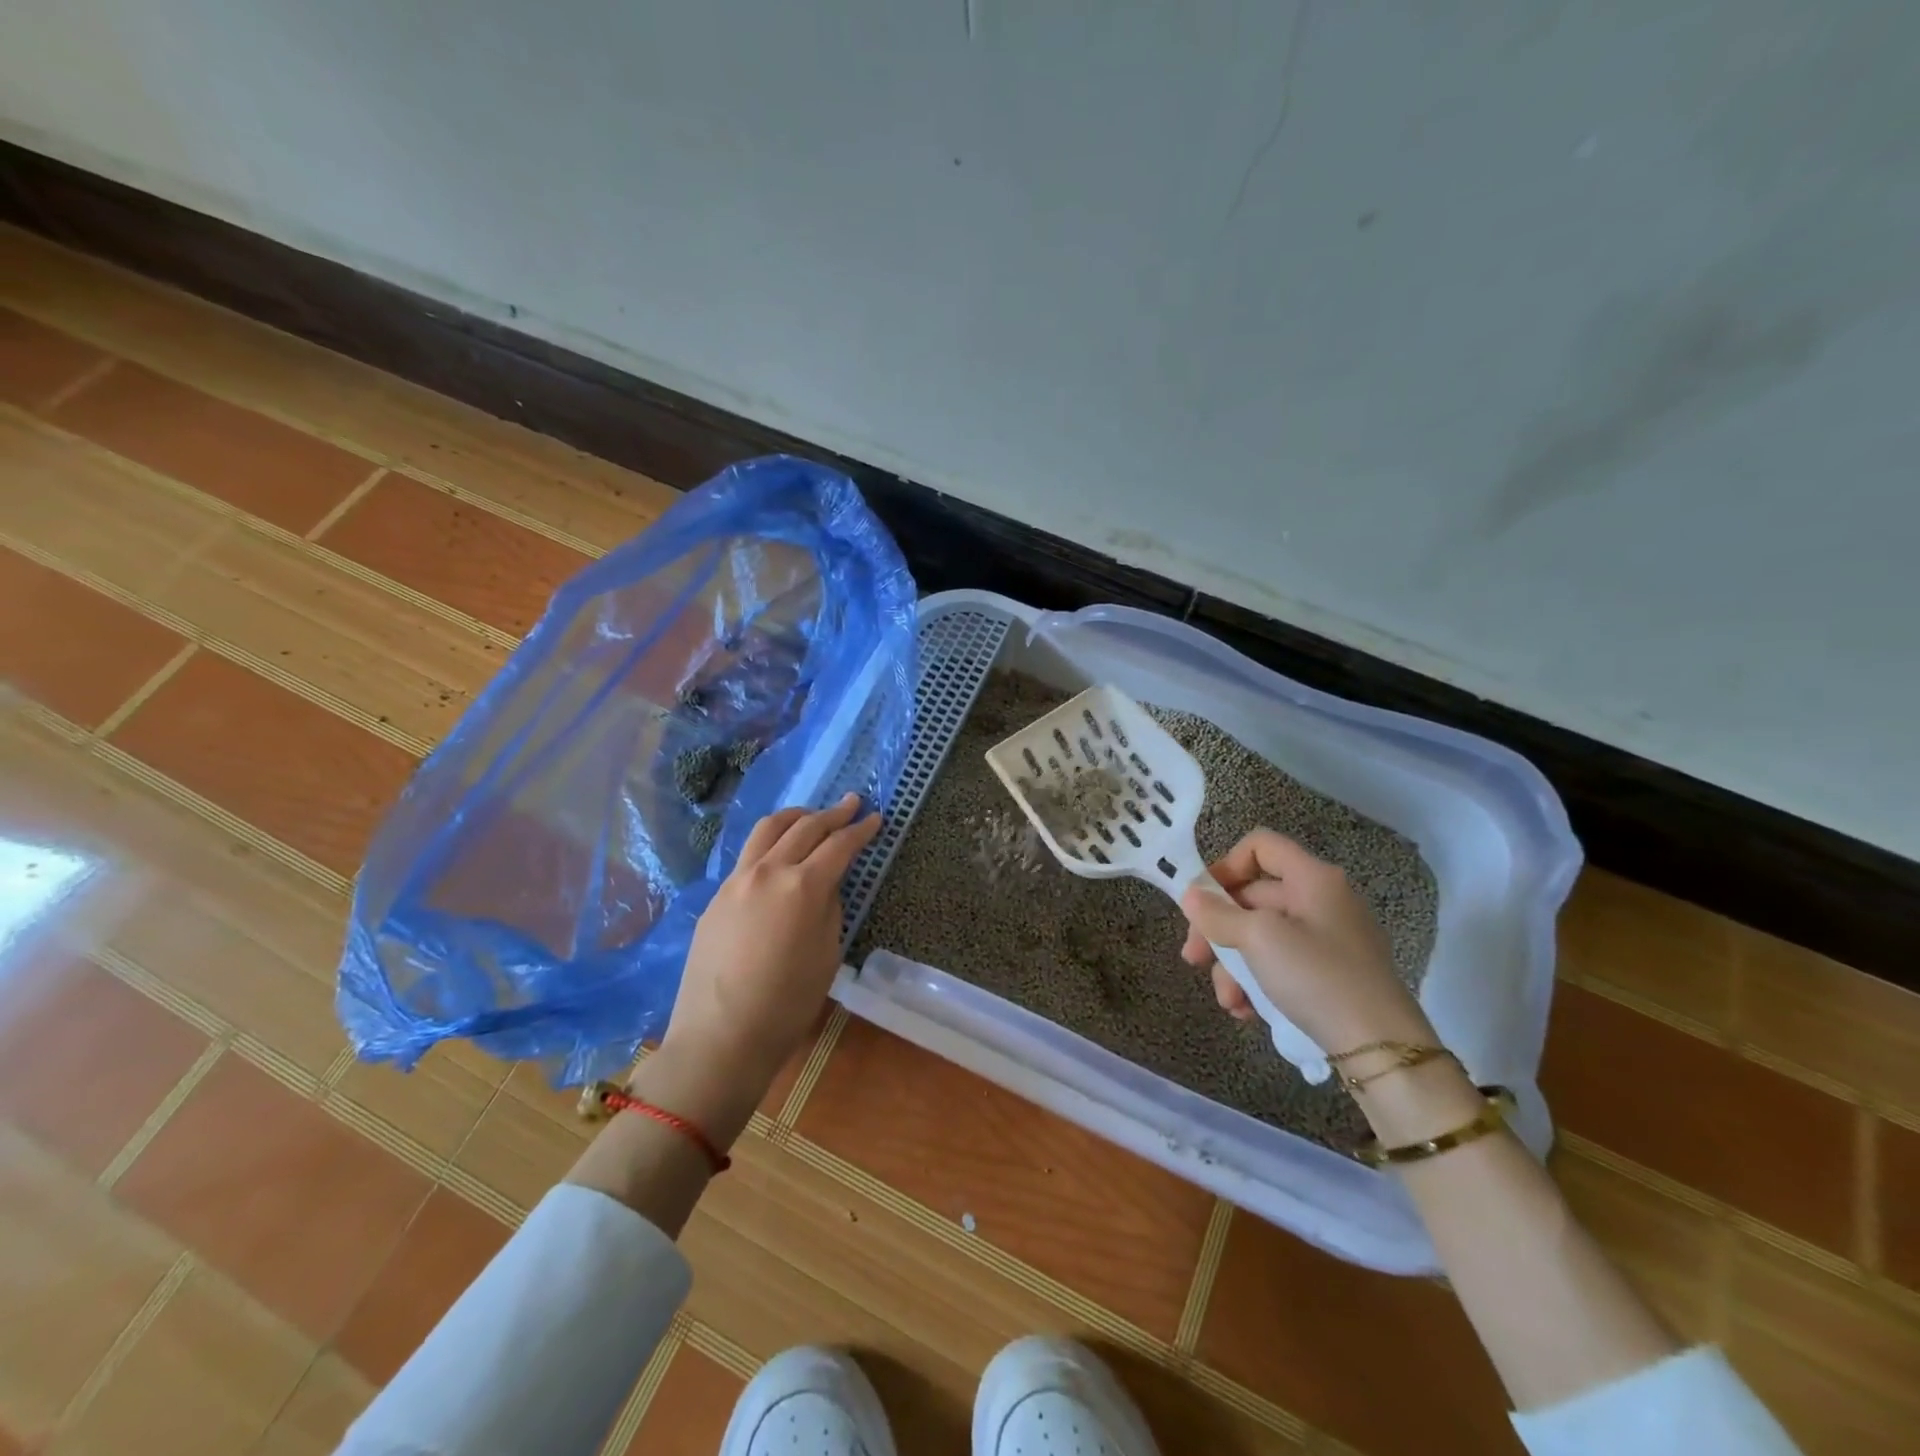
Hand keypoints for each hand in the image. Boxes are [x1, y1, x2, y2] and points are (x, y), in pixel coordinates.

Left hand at [662, 794, 880, 1094]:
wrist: (720, 1037)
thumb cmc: (787, 1004)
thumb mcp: (827, 955)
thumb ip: (829, 908)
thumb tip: (825, 885)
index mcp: (802, 887)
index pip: (839, 846)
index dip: (860, 830)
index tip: (874, 817)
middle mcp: (768, 871)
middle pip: (805, 828)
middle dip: (832, 813)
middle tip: (851, 803)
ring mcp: (736, 880)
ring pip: (767, 830)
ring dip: (795, 817)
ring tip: (811, 815)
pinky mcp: (716, 896)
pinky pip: (747, 856)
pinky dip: (770, 844)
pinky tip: (777, 855)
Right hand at [1179, 828, 1434, 1056]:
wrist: (1383, 1049)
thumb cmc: (1317, 977)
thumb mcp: (1259, 940)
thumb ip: (1218, 915)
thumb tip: (1190, 896)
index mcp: (1312, 878)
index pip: (1260, 846)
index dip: (1225, 865)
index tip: (1202, 901)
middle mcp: (1322, 900)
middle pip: (1253, 897)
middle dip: (1218, 929)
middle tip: (1193, 960)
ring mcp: (1329, 938)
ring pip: (1261, 936)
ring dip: (1233, 965)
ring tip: (1228, 1001)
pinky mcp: (1331, 973)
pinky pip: (1281, 963)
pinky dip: (1258, 982)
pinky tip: (1247, 1011)